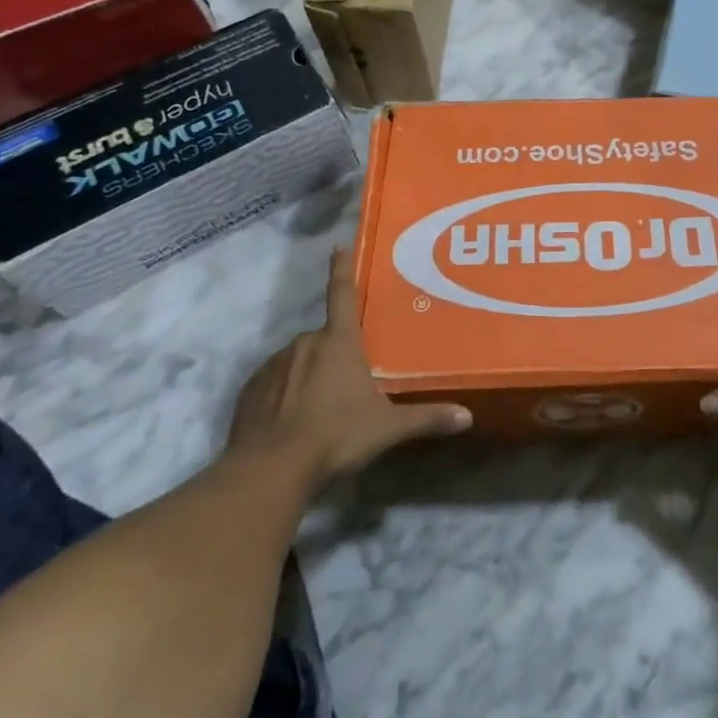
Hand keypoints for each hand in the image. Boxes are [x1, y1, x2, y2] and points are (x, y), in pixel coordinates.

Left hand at [230, 247, 470, 491]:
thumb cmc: (335, 436)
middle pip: (324, 340)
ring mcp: (272, 365)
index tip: (338, 247)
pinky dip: (282, 396)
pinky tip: (290, 423)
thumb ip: (426, 419)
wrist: (269, 470)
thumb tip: (467, 417)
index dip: (342, 269)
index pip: (343, 294)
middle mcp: (304, 343)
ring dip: (307, 376)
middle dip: (335, 356)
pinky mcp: (250, 390)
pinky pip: (272, 384)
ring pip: (297, 361)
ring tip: (318, 411)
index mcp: (338, 342)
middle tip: (346, 386)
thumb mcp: (387, 428)